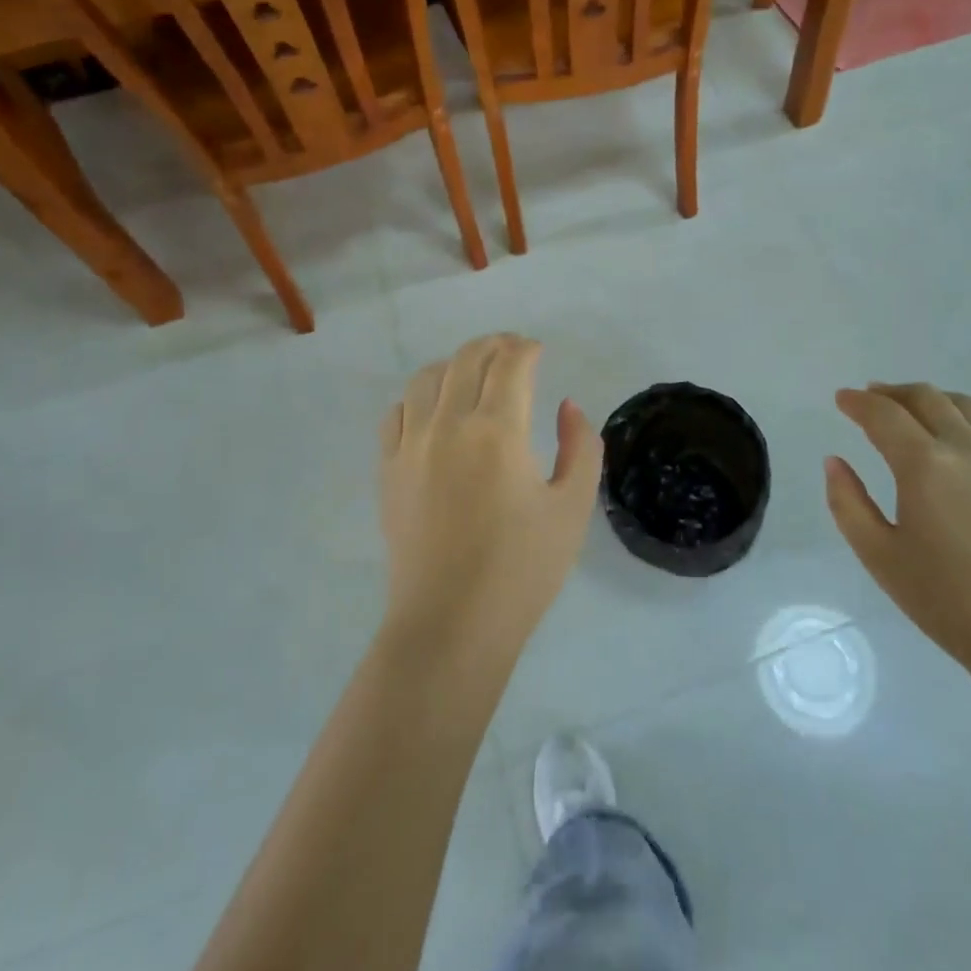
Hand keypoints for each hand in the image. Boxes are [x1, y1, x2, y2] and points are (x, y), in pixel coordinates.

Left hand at [379, 334, 602, 647]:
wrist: (451, 625)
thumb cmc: (521, 570)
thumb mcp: (572, 509)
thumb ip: (581, 448)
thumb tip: (566, 406)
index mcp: (498, 432)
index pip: (509, 364)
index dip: (526, 348)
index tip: (538, 350)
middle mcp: (448, 425)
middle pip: (466, 360)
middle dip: (493, 345)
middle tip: (512, 350)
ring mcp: (411, 446)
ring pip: (426, 378)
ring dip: (454, 364)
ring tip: (473, 373)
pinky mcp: (388, 470)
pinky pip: (397, 413)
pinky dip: (418, 398)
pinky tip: (433, 411)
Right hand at [826, 383, 970, 698]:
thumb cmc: (951, 603)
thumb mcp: (880, 558)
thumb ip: (848, 503)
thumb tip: (834, 461)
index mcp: (924, 466)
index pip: (883, 414)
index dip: (858, 402)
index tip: (842, 399)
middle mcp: (968, 448)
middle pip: (926, 398)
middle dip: (893, 393)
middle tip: (874, 399)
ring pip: (969, 406)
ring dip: (936, 401)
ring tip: (920, 413)